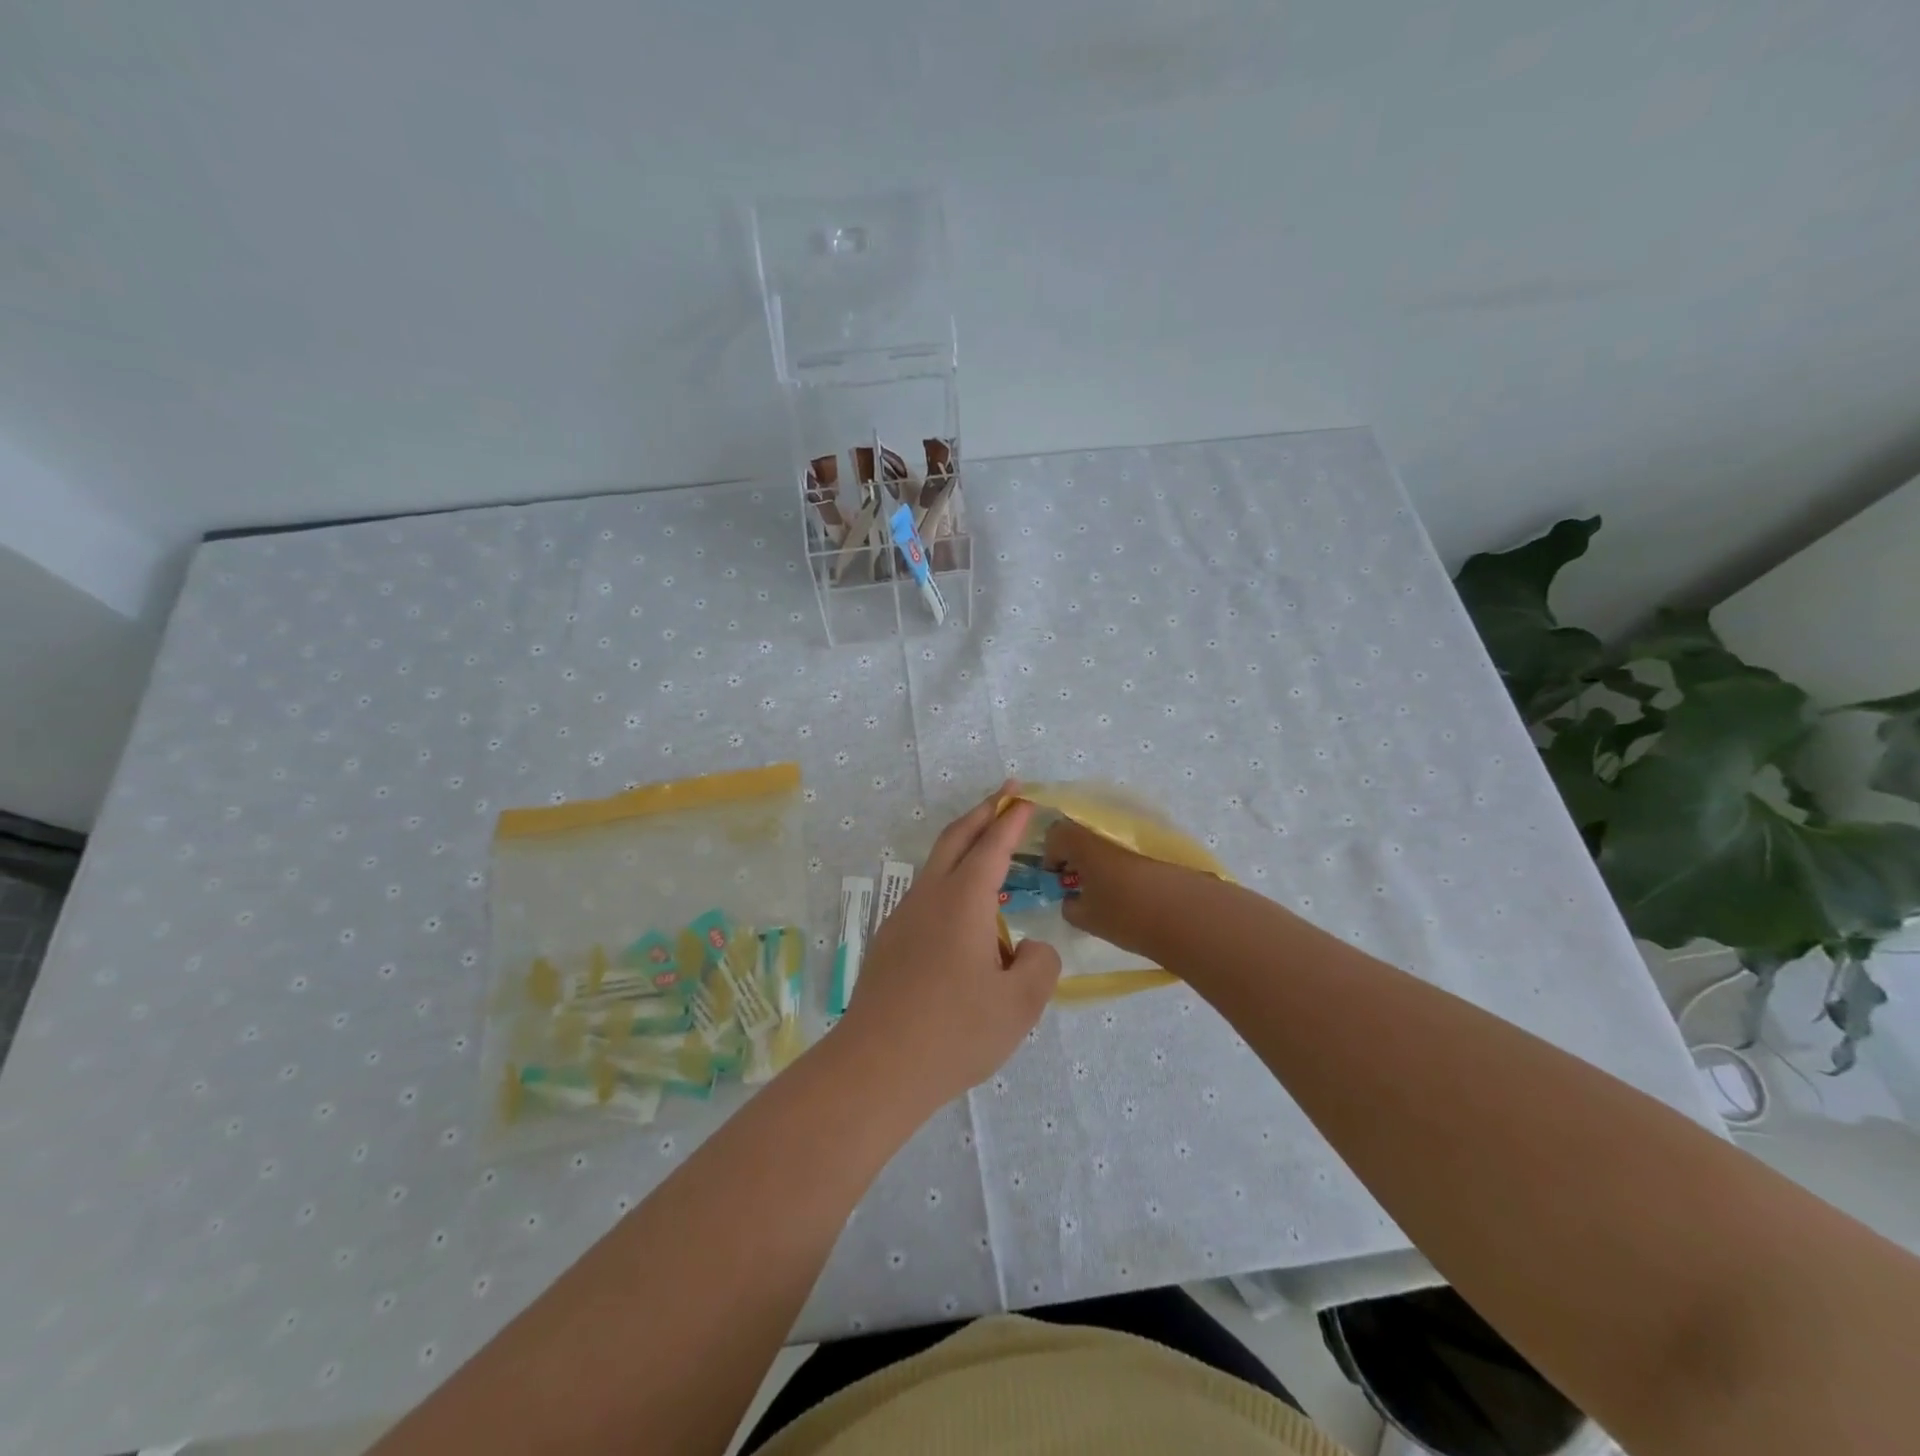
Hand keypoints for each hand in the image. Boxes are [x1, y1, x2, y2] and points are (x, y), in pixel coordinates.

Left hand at [837, 784, 1061, 1109]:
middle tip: (1005, 794)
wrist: (876, 1068)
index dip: (1012, 820)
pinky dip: (949, 885)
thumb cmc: (955, 1032)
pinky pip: (925, 899)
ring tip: (990, 859)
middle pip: (955, 838)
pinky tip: (962, 920)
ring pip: (935, 867)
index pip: (992, 846)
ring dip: (963, 849)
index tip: (1026, 800)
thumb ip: (1039, 964)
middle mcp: (929, 897)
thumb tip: (1028, 948)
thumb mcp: (1020, 1004)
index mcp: (963, 900)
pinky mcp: (888, 943)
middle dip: (982, 812)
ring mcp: (902, 918)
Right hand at [1043, 816, 1186, 960]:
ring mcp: (1135, 835)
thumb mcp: (1087, 918)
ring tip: (1107, 890)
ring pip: (1108, 841)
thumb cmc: (1127, 914)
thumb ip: (1070, 907)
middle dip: (1076, 856)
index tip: (1056, 878)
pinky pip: (1131, 849)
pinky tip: (1131, 891)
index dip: (1051, 856)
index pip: (1055, 834)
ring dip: (1101, 860)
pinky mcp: (1159, 846)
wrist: (1190, 914)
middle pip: (1082, 834)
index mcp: (1083, 841)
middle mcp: (1107, 830)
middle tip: (1079, 884)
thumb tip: (1071, 901)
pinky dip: (1124, 864)